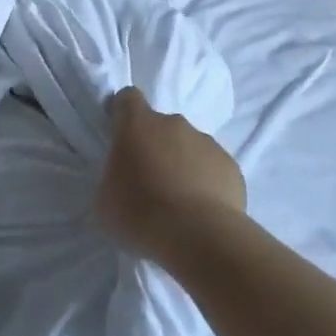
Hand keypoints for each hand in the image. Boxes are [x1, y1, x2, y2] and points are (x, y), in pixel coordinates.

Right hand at [96, 86, 246, 258]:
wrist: (198, 235)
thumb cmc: (140, 213)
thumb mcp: (105, 199)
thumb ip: (113, 177)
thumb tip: (124, 178)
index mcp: (137, 125)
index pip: (128, 99)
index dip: (122, 112)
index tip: (120, 134)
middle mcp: (174, 124)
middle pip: (160, 126)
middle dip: (154, 146)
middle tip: (149, 180)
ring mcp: (206, 142)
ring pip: (189, 146)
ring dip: (181, 164)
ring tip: (178, 201)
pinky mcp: (231, 165)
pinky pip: (212, 167)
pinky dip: (205, 182)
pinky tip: (200, 210)